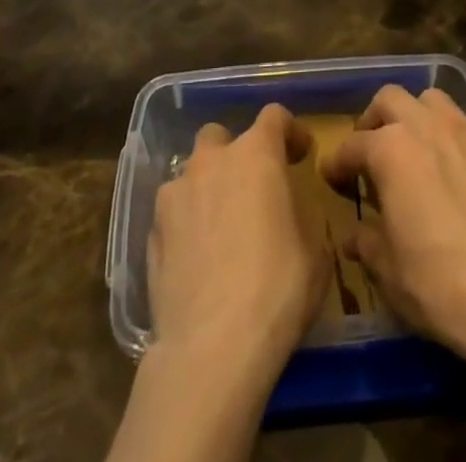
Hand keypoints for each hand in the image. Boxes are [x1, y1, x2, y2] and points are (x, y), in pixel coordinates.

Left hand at [147, 103, 326, 382]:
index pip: (274, 116)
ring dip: (207, 188)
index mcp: (256, 154)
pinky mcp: (151, 232)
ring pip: (191, 173)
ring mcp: (174, 194)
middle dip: (236, 154)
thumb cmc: (277, 290)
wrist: (211, 349)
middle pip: (221, 136)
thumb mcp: (314, 252)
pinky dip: (186, 223)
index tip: (300, 154)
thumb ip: (301, 216)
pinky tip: (196, 257)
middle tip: (252, 188)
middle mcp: (211, 161)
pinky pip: (173, 213)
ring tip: (219, 226)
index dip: (290, 131)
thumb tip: (291, 215)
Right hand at [321, 85, 465, 371]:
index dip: (338, 163)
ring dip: (417, 117)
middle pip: (391, 100)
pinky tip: (457, 171)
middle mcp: (428, 126)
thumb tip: (354, 236)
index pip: (353, 146)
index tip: (332, 178)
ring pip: (433, 101)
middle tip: (371, 152)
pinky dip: (454, 139)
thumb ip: (367, 242)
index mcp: (391, 149)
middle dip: (375, 121)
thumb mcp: (388, 270)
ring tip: (416, 149)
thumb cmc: (438, 284)